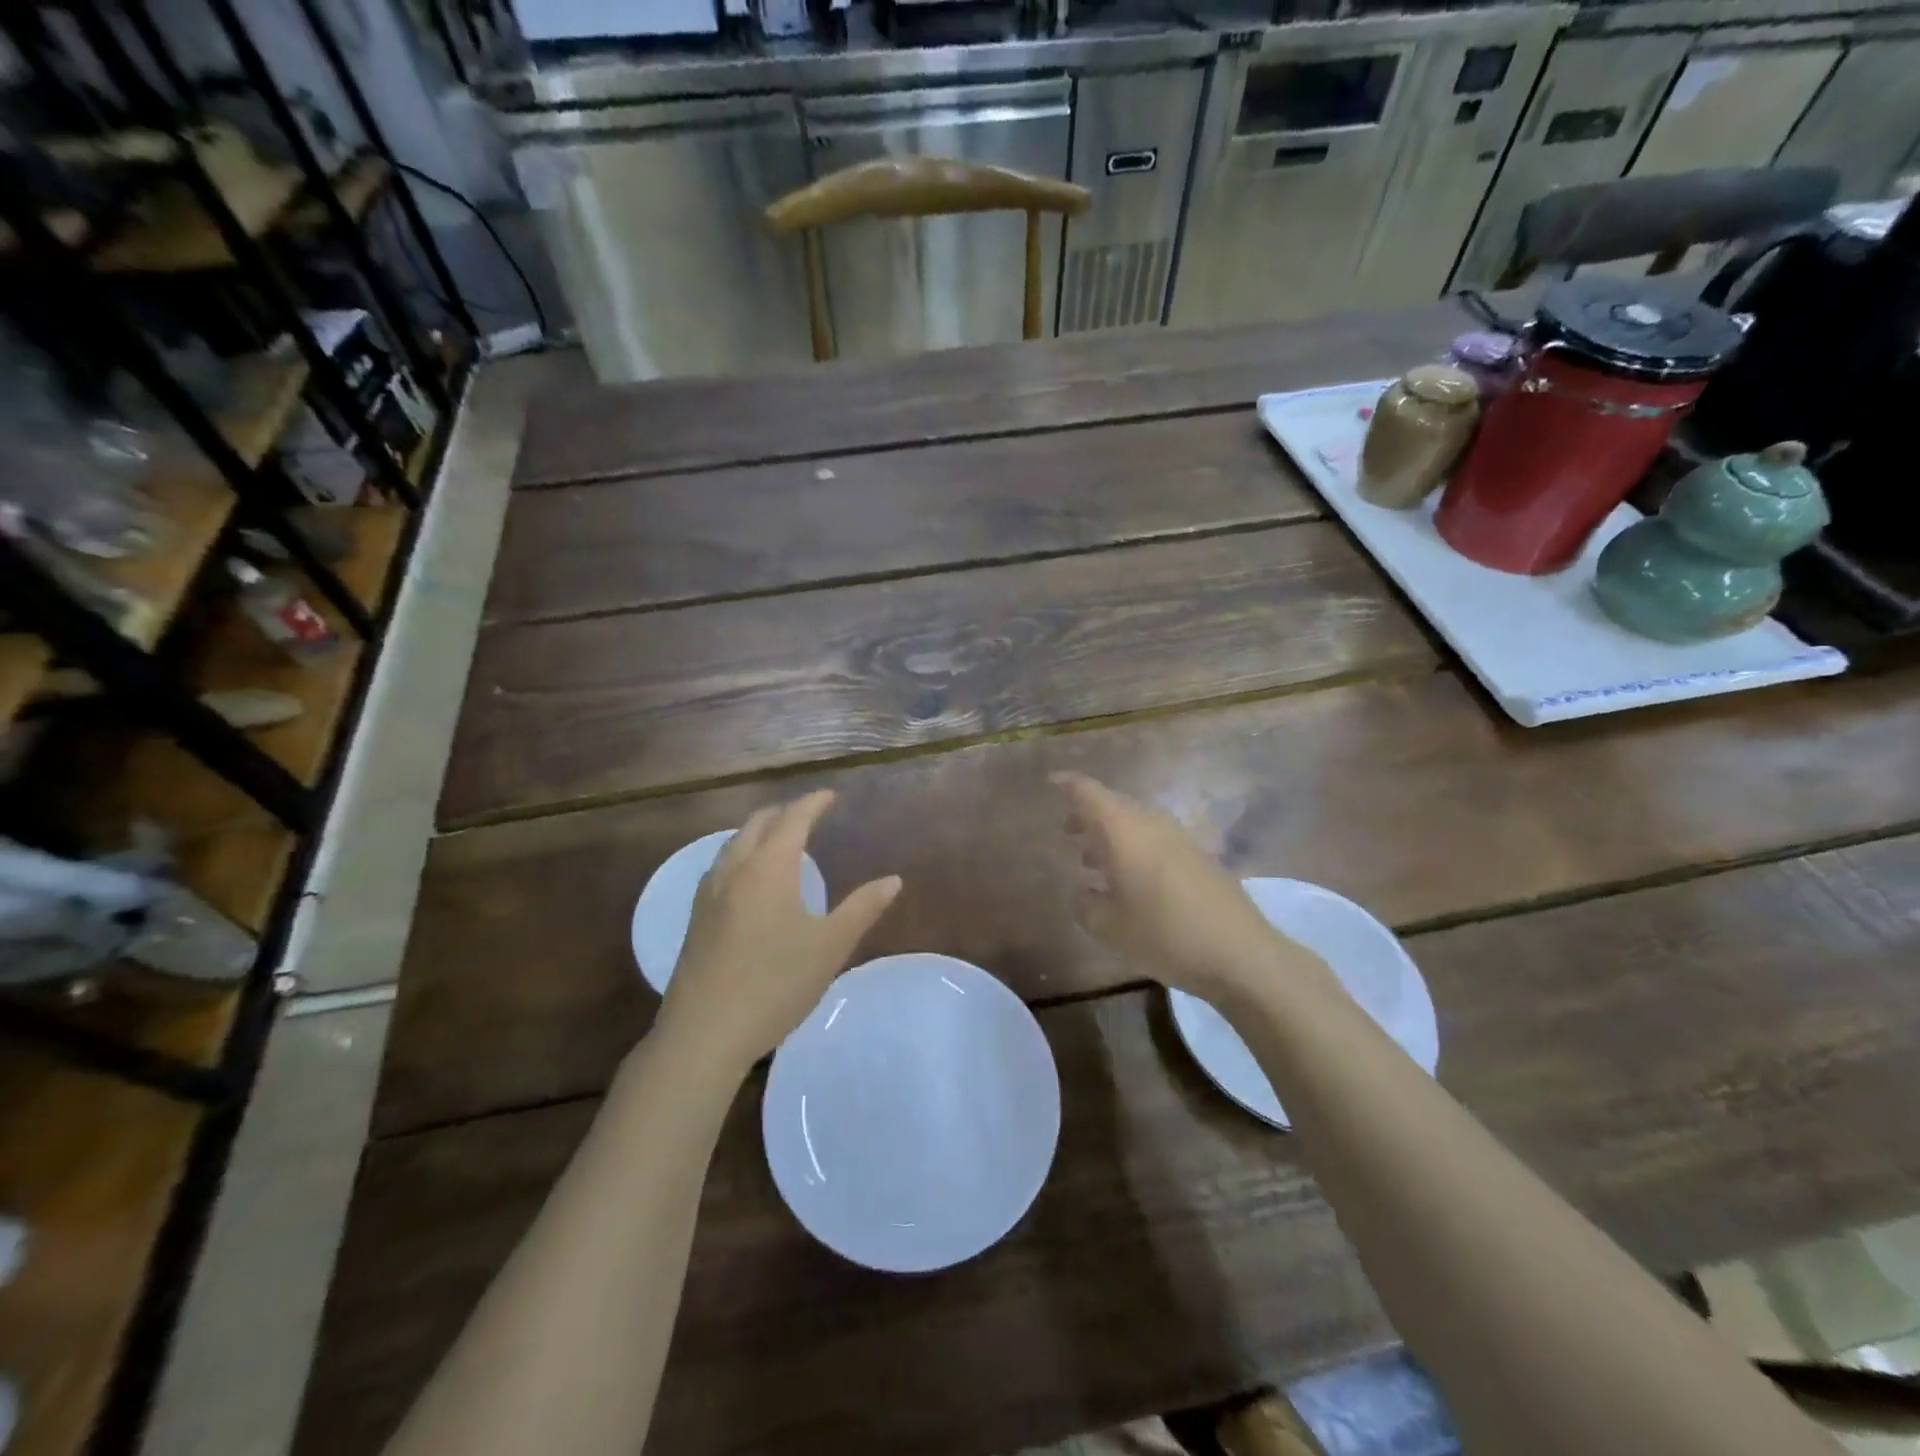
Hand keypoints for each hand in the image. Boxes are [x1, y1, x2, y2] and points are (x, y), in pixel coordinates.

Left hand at [654, 791, 900, 1074]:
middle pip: (758, 823)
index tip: (830, 796)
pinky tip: (751, 880)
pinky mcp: (696, 917)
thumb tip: (893, 880)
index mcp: (769, 867)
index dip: (813, 803)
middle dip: (785, 811)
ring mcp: (709, 893)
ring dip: (760, 831)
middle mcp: (735, 869)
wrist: (704, 1034)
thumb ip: (862, 908)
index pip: (793, 818)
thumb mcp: (830, 946)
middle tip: (810, 813)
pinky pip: (722, 866)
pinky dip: (743, 854)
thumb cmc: (775, 984)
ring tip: (782, 841)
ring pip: (734, 843)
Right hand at [1053, 771, 1313, 1008]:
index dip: (1068, 784)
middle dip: (1088, 814)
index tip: (1050, 782)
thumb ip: (1086, 905)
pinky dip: (1134, 847)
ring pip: (1136, 822)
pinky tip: (1129, 879)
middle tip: (1067, 830)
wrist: (1240, 953)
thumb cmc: (1164, 934)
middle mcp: (1151, 823)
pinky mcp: (1199, 857)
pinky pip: (1155, 838)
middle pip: (1114, 804)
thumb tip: (1082, 893)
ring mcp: (1179, 838)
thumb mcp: (1109, 927)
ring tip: (1092, 859)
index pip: (1089, 793)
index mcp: (1124, 829)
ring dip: (1112, 833)